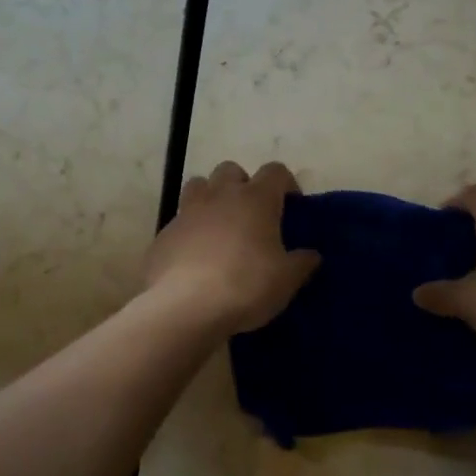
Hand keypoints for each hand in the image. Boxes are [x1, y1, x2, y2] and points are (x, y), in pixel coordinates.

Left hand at [144, 161, 320, 334]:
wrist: (184, 306)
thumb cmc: (245, 286)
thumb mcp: (286, 280)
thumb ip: (302, 263)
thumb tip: (311, 255)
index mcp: (255, 199)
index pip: (275, 171)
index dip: (286, 184)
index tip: (291, 206)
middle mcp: (220, 196)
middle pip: (231, 170)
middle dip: (242, 184)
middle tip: (252, 214)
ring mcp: (187, 212)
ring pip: (198, 186)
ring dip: (211, 198)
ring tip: (220, 228)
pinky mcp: (163, 234)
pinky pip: (179, 221)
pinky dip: (190, 231)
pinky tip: (195, 258)